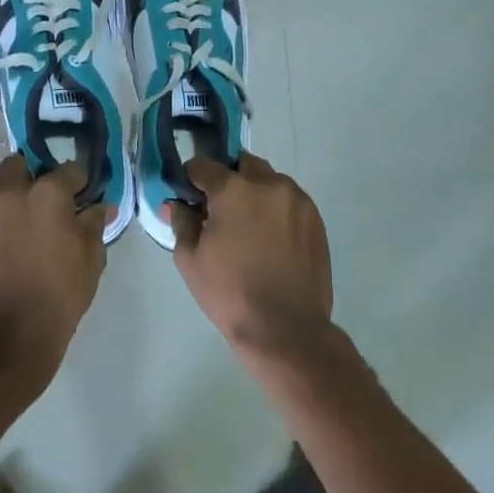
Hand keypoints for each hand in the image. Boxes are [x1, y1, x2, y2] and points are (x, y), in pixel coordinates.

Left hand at [0, 155, 108, 393]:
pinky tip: (10, 249)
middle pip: (20, 166)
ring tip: (27, 229)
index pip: (69, 170)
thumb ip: (94, 225)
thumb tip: (101, 207)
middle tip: (48, 202)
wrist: (6, 336)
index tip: (85, 194)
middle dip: (34, 175)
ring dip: (13, 200)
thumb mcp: (91, 259)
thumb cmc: (59, 294)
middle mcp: (9, 194)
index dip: (80, 181)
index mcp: (45, 193)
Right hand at [166, 154, 333, 362]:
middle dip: (229, 179)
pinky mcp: (316, 219)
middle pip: (243, 164)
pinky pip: (290, 201)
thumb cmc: (230, 293)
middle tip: (221, 209)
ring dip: (256, 192)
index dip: (192, 178)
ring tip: (250, 227)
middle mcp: (268, 184)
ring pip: (270, 181)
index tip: (189, 194)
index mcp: (233, 190)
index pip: (204, 165)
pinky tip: (271, 239)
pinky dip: (277, 209)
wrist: (286, 328)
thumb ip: (181, 223)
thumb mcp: (190, 260)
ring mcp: (297, 200)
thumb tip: (177, 204)